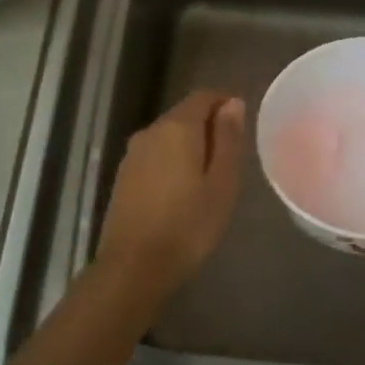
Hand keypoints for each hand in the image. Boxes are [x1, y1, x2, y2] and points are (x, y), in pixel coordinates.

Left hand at [97, 91, 245, 302]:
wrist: (134, 267)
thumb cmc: (189, 225)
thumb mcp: (222, 183)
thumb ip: (228, 139)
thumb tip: (232, 103)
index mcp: (177, 128)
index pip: (203, 96)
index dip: (224, 103)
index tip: (242, 124)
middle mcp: (151, 132)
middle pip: (183, 115)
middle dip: (208, 125)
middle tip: (231, 156)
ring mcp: (132, 154)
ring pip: (167, 136)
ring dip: (189, 145)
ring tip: (210, 175)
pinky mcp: (123, 176)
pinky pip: (154, 156)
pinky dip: (172, 161)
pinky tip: (183, 189)